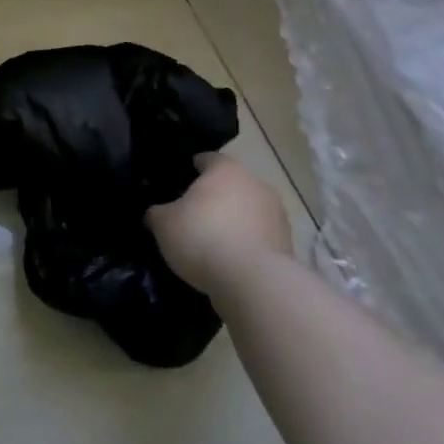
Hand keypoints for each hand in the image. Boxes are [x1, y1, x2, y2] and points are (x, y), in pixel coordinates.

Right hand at [146, 152, 294, 293]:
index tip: (177, 185)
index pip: (206, 159)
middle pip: (230, 185)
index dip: (190, 169)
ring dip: (233, 221)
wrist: (255, 284)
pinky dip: (246, 244)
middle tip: (191, 215)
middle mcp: (255, 183)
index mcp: (226, 169)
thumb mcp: (163, 224)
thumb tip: (156, 212)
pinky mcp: (287, 245)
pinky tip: (229, 262)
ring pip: (247, 211)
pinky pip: (258, 237)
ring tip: (212, 243)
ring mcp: (276, 215)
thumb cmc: (203, 238)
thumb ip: (157, 212)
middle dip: (214, 197)